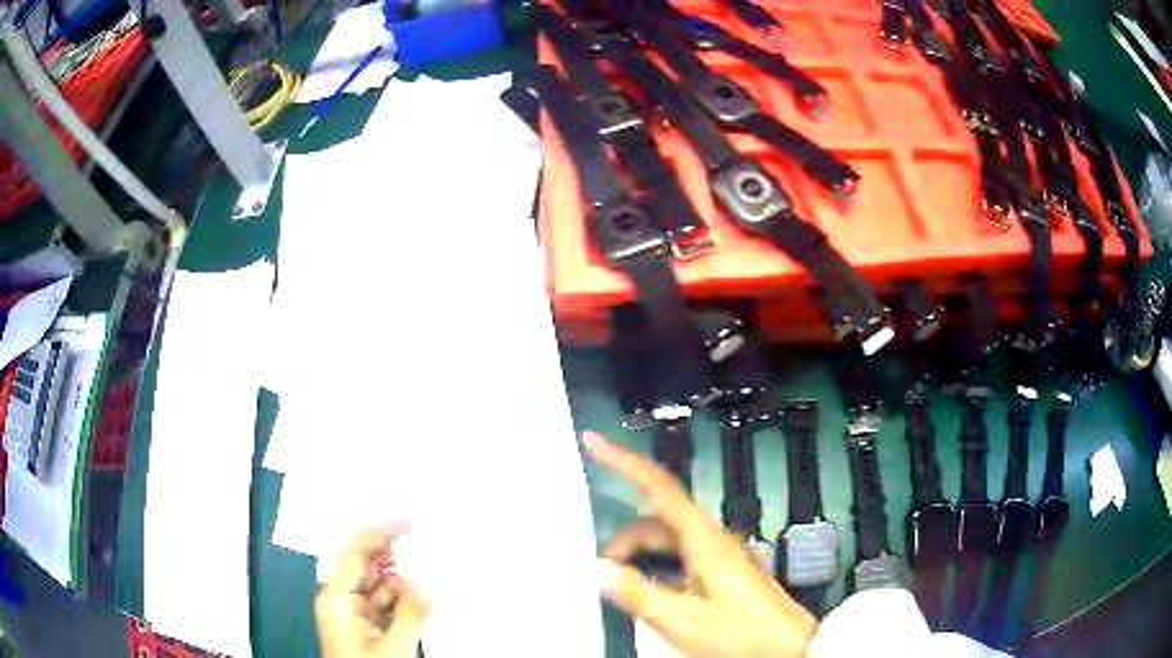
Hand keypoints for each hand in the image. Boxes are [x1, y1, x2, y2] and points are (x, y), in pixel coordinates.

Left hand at [314, 524, 430, 657]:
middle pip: (362, 564)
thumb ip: (409, 611)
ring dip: (397, 579)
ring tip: (423, 572)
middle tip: (417, 545)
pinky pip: (377, 602)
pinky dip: (396, 598)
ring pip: (373, 584)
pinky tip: (416, 598)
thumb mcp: (394, 643)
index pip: (354, 549)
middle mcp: (337, 600)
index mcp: (335, 596)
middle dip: (390, 555)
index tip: (405, 525)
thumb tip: (422, 584)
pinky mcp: (358, 627)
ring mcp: (347, 614)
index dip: (380, 533)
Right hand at [584, 432, 816, 657]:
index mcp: (703, 539)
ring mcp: (719, 554)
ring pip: (667, 541)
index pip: (659, 487)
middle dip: (623, 541)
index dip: (624, 461)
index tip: (593, 440)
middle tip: (601, 578)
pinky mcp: (723, 571)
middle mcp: (711, 538)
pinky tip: (647, 593)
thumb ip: (638, 593)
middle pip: (656, 521)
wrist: (789, 649)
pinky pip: (679, 557)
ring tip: (620, 590)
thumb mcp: (682, 620)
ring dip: (638, 558)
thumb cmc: (739, 632)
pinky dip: (655, 568)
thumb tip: (597, 569)